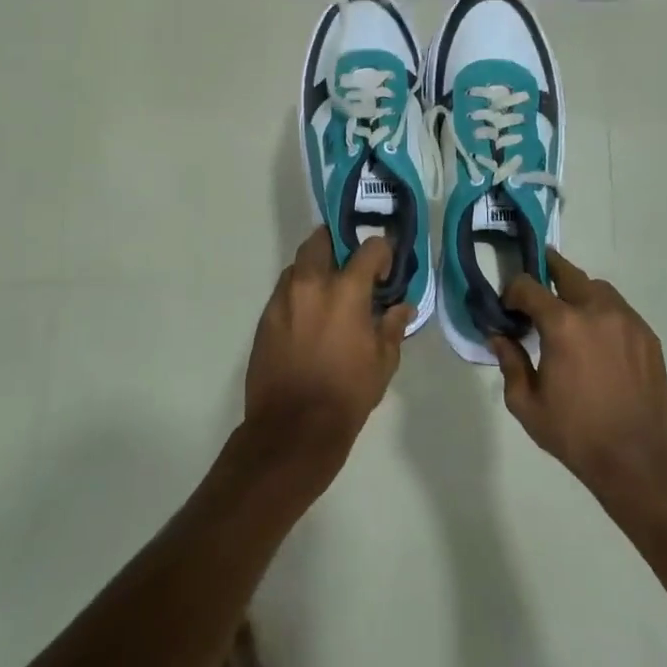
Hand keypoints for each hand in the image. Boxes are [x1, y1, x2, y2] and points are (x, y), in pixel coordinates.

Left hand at [244, 227, 413, 457]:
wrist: (293, 427)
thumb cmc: (347, 393)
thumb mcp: (383, 362)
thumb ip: (393, 326)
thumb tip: (402, 307)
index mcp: (346, 290)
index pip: (370, 248)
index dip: (383, 253)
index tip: (385, 272)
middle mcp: (311, 283)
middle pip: (321, 240)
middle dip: (338, 244)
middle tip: (351, 266)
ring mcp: (283, 298)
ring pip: (299, 264)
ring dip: (316, 268)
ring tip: (329, 292)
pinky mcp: (265, 317)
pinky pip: (284, 290)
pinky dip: (299, 292)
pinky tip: (310, 316)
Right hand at [491, 250, 666, 491]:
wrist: (636, 460)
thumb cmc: (574, 433)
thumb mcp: (526, 403)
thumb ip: (509, 362)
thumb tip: (498, 337)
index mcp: (563, 325)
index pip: (528, 286)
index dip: (512, 291)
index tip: (508, 308)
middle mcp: (597, 311)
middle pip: (567, 272)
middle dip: (546, 272)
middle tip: (534, 289)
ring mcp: (627, 321)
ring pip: (597, 287)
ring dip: (577, 292)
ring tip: (568, 315)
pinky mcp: (648, 336)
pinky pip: (619, 309)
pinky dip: (602, 312)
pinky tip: (596, 338)